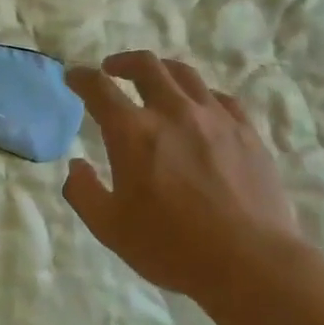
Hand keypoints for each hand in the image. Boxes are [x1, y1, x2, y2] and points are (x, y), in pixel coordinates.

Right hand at [63, 52, 303, 305]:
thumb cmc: (171, 247)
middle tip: (112, 70)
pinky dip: (200, 95)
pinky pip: (220, 98)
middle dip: (122, 62)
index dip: (81, 77)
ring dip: (161, 70)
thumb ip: (84, 192)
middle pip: (145, 66)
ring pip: (184, 74)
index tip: (74, 76)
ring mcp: (214, 117)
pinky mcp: (246, 131)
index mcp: (133, 132)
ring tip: (155, 80)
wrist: (250, 262)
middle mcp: (173, 111)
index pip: (99, 88)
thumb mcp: (110, 229)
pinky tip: (200, 108)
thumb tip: (76, 165)